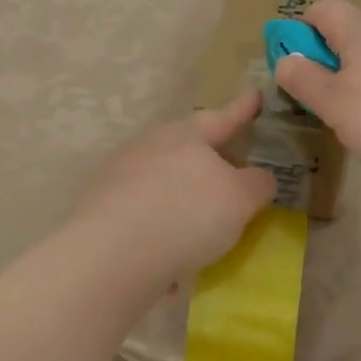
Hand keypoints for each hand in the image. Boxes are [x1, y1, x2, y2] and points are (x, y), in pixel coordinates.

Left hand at [74, 92, 276, 287]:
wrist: (111, 254)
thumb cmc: (186, 213)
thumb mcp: (240, 198)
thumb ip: (256, 184)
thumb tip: (259, 178)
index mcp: (184, 136)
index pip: (222, 118)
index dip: (242, 110)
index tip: (255, 96)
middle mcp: (149, 148)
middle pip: (186, 147)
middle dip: (208, 157)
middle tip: (230, 167)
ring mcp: (120, 178)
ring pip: (161, 183)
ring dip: (182, 199)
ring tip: (203, 225)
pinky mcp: (102, 213)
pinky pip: (144, 218)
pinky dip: (162, 232)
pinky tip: (172, 264)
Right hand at [273, 0, 360, 175]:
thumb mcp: (332, 103)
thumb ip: (304, 80)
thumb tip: (285, 61)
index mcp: (358, 30)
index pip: (323, 8)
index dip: (301, 29)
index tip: (294, 63)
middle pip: (350, 33)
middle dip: (330, 61)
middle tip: (322, 99)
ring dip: (359, 79)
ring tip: (357, 119)